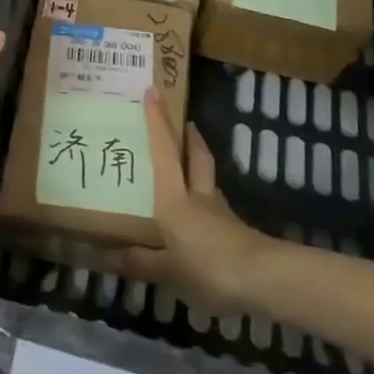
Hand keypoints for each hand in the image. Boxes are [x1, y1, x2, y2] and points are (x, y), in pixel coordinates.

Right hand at [107, 90, 273, 312]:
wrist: (265, 281)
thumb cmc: (209, 267)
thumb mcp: (168, 271)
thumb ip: (141, 263)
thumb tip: (108, 256)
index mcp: (174, 200)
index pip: (164, 152)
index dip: (157, 122)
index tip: (153, 92)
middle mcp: (196, 196)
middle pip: (195, 155)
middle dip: (187, 135)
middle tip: (181, 120)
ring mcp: (219, 212)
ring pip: (207, 177)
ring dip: (198, 162)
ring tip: (186, 163)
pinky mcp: (234, 229)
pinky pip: (213, 204)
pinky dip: (204, 198)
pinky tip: (198, 214)